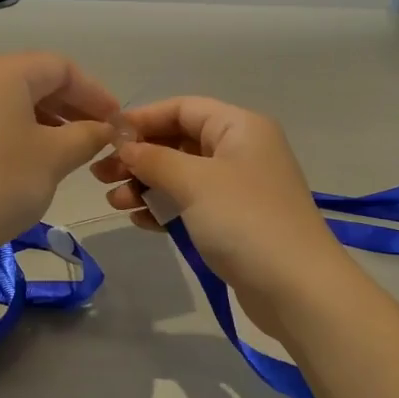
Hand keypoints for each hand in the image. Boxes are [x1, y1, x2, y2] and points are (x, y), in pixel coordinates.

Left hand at [0, 52, 120, 261]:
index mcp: (4, 72)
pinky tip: (29, 160)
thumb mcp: (54, 158)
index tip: (116, 122)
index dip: (95, 92)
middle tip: (97, 135)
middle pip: (33, 79)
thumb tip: (104, 128)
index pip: (62, 67)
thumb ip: (86, 135)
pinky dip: (16, 131)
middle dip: (71, 105)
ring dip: (45, 119)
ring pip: (10, 100)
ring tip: (68, 150)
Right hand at [90, 97, 343, 300]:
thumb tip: (125, 146)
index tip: (106, 138)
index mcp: (239, 127)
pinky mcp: (235, 221)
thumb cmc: (245, 220)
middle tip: (101, 176)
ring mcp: (239, 187)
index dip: (142, 119)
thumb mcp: (194, 182)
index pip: (182, 108)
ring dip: (147, 185)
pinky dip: (165, 208)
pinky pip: (192, 203)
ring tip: (116, 203)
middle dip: (140, 157)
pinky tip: (140, 220)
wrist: (297, 289)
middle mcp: (241, 150)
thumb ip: (154, 159)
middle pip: (179, 142)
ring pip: (182, 175)